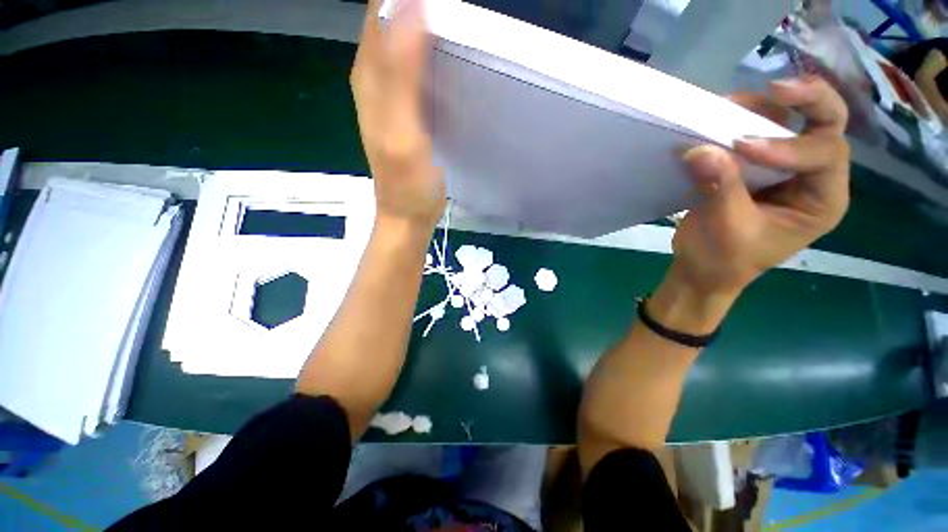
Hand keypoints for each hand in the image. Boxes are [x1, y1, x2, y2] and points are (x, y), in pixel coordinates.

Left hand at [351, 0, 445, 229]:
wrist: (408, 213)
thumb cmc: (407, 183)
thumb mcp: (403, 132)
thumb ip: (402, 75)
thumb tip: (411, 5)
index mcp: (370, 76)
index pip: (380, 8)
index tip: (443, 3)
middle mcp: (376, 78)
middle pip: (392, 18)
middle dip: (420, 7)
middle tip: (457, 13)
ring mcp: (394, 94)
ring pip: (406, 41)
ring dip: (428, 26)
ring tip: (458, 24)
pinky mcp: (411, 110)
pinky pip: (419, 68)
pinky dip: (434, 54)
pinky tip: (453, 58)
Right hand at [671, 76, 850, 300]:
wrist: (702, 269)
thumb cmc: (723, 260)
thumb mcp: (727, 229)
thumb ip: (719, 188)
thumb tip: (699, 149)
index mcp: (821, 200)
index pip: (824, 156)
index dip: (788, 146)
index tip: (740, 147)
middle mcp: (812, 177)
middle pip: (827, 125)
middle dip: (808, 101)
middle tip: (777, 88)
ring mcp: (784, 168)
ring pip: (794, 121)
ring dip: (768, 106)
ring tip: (733, 103)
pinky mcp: (755, 166)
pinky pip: (759, 132)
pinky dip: (743, 119)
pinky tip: (723, 116)